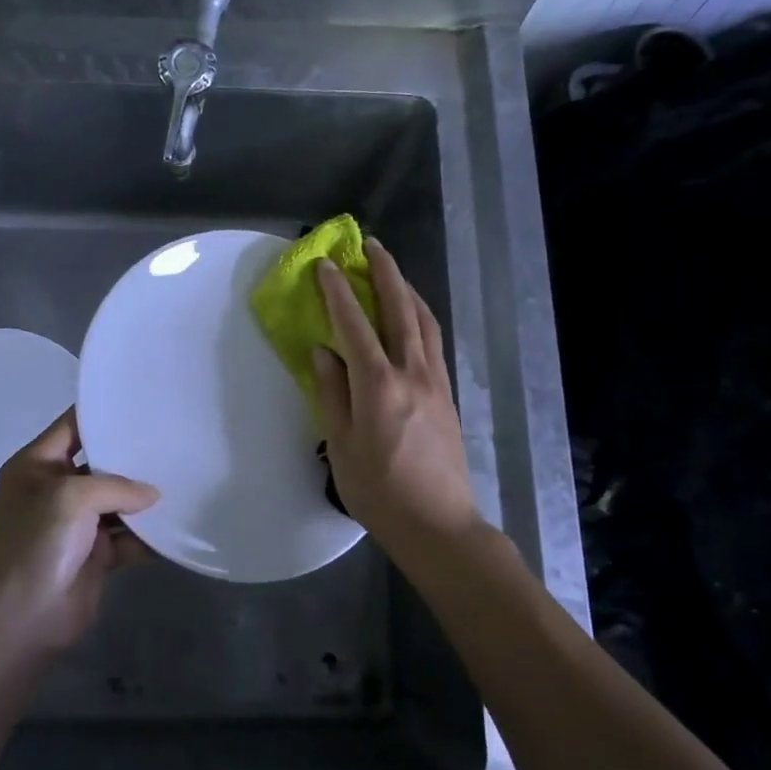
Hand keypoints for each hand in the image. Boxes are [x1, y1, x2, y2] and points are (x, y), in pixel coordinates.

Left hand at [0, 410, 158, 656]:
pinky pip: (129, 537)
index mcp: (36, 467)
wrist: (22, 620)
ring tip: (186, 478)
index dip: (101, 414)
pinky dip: (150, 535)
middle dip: (133, 458)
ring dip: (146, 499)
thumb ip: (116, 486)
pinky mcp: (97, 555)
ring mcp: (77, 525)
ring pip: (119, 503)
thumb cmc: (36, 545)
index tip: (141, 402)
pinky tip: (180, 523)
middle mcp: (56, 491)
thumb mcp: (70, 498)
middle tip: (174, 439)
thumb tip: (153, 495)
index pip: (71, 427)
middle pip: (101, 465)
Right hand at [312, 240, 482, 557]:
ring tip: (392, 271)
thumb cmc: (379, 492)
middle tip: (370, 245)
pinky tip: (411, 317)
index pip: (354, 325)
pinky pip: (433, 341)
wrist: (438, 524)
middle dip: (385, 272)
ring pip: (423, 321)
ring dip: (406, 290)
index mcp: (378, 386)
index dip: (338, 291)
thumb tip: (323, 353)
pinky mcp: (447, 394)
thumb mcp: (341, 446)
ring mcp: (435, 382)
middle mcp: (411, 373)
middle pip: (400, 309)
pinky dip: (420, 317)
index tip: (325, 265)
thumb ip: (332, 394)